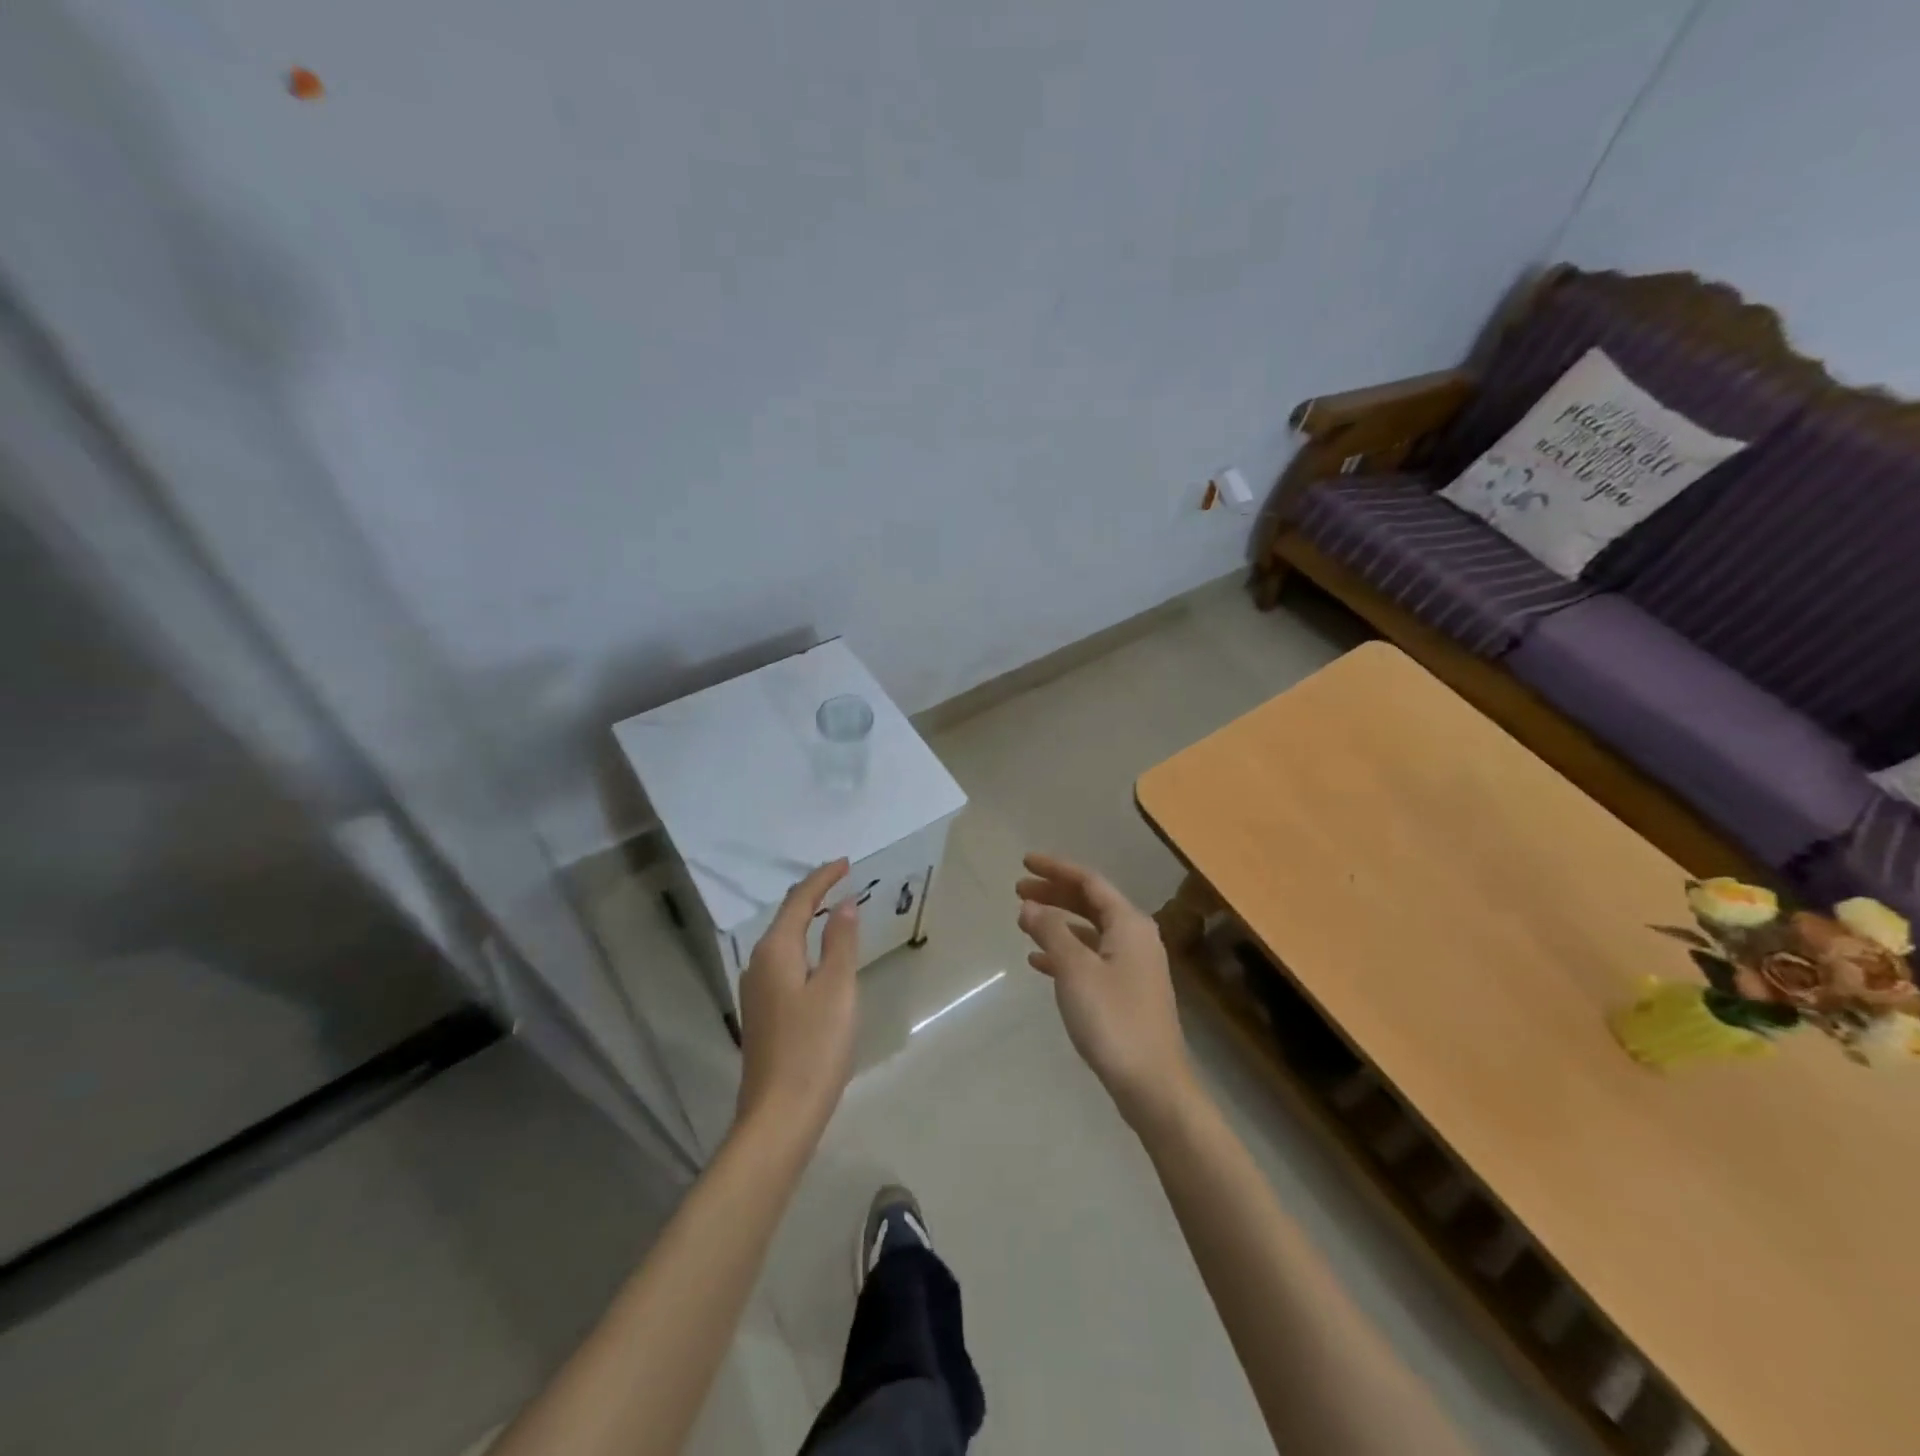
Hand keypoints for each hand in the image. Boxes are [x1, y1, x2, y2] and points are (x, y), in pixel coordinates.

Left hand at [735, 859, 859, 1138]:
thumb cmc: (814, 1047)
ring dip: (807, 920)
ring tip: (834, 910)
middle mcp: (758, 964)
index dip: (822, 878)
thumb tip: (844, 903)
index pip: (799, 901)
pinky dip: (803, 946)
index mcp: (775, 952)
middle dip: (813, 895)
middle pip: (786, 917)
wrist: (779, 1116)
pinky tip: (819, 957)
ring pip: (783, 941)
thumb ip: (841, 941)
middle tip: (842, 880)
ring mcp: (756, 991)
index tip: (846, 862)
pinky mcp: (762, 1013)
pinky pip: (784, 962)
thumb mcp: (837, 988)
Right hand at [1016, 853, 1196, 1128]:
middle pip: (1091, 903)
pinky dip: (1066, 953)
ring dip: (1058, 923)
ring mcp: (1134, 966)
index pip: (1089, 882)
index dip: (1056, 869)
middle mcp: (1136, 937)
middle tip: (1019, 890)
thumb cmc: (1113, 1019)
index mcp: (1129, 924)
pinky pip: (1092, 958)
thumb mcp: (1075, 970)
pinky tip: (1039, 962)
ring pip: (1090, 931)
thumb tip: (1030, 906)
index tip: (1025, 862)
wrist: (1152, 1084)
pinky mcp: (1127, 992)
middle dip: (1055, 894)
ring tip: (1024, 921)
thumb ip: (1051, 932)